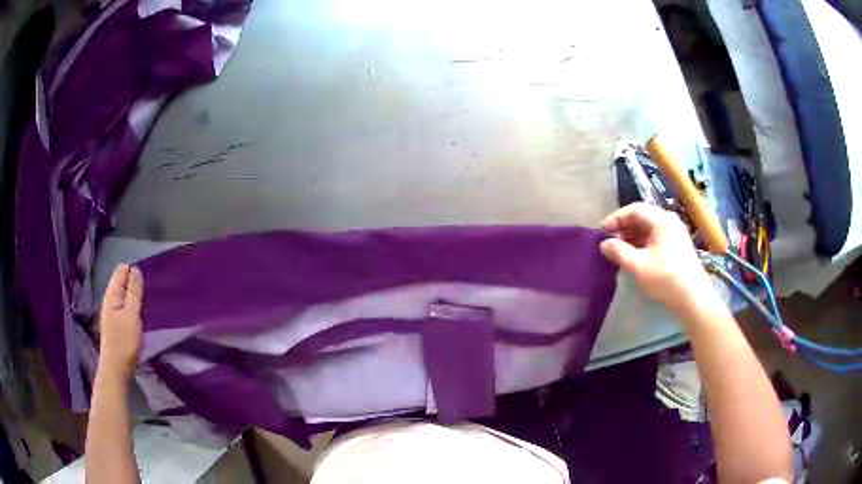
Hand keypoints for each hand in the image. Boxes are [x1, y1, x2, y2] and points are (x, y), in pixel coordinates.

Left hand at [98, 264, 143, 380]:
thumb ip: (134, 292)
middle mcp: (111, 299)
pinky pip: (127, 307)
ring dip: (137, 298)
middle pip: (124, 282)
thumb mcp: (131, 315)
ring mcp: (114, 312)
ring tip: (150, 305)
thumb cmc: (124, 341)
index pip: (122, 270)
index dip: (134, 272)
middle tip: (151, 295)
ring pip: (126, 296)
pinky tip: (143, 316)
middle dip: (137, 285)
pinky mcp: (118, 323)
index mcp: (112, 294)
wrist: (117, 368)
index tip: (147, 282)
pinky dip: (135, 308)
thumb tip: (136, 269)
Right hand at [599, 203, 715, 315]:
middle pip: (643, 217)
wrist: (693, 297)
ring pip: (649, 228)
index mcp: (661, 220)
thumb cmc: (665, 278)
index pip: (634, 210)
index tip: (602, 231)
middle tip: (609, 240)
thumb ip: (619, 252)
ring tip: (619, 249)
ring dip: (633, 236)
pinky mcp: (678, 245)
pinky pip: (656, 237)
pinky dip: (643, 242)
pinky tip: (635, 255)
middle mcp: (669, 221)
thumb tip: (604, 244)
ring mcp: (676, 233)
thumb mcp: (638, 265)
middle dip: (624, 227)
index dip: (616, 218)